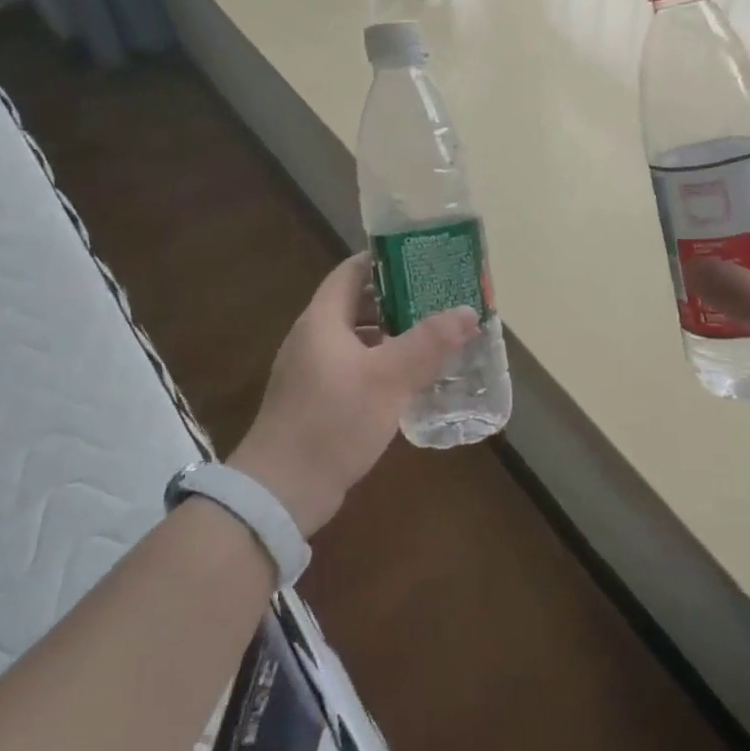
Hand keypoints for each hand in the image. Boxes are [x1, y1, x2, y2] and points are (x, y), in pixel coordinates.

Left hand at [229, 254, 478, 535]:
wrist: (282, 491)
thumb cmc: (334, 421)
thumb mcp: (389, 378)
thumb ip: (429, 342)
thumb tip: (467, 311)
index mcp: (322, 320)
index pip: (352, 271)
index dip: (385, 260)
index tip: (422, 259)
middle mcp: (312, 338)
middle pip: (356, 303)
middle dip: (396, 299)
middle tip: (438, 299)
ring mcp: (310, 371)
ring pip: (356, 338)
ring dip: (391, 335)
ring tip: (432, 336)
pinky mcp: (315, 401)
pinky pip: (352, 367)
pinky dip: (380, 364)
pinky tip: (408, 380)